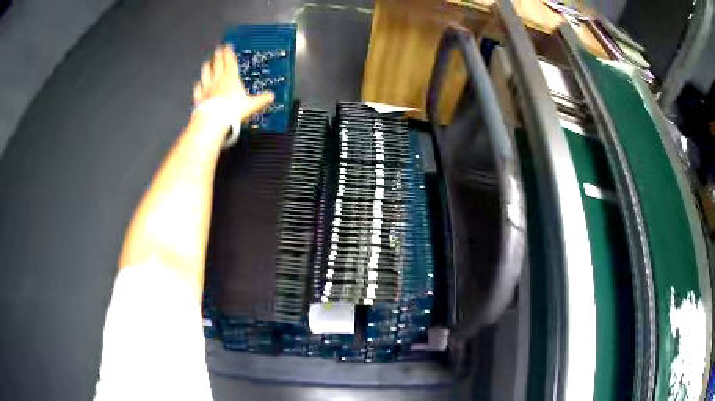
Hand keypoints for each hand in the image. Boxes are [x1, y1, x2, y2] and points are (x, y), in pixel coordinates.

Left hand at [193, 45, 274, 123]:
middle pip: (218, 64)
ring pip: (206, 73)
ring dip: (207, 66)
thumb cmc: (232, 110)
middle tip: (218, 49)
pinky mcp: (200, 98)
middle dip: (218, 55)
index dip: (229, 53)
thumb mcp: (252, 105)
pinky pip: (198, 89)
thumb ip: (261, 99)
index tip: (228, 46)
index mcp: (231, 78)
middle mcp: (218, 80)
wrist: (213, 121)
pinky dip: (198, 85)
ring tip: (207, 62)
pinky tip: (198, 83)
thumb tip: (271, 96)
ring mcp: (207, 88)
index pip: (230, 61)